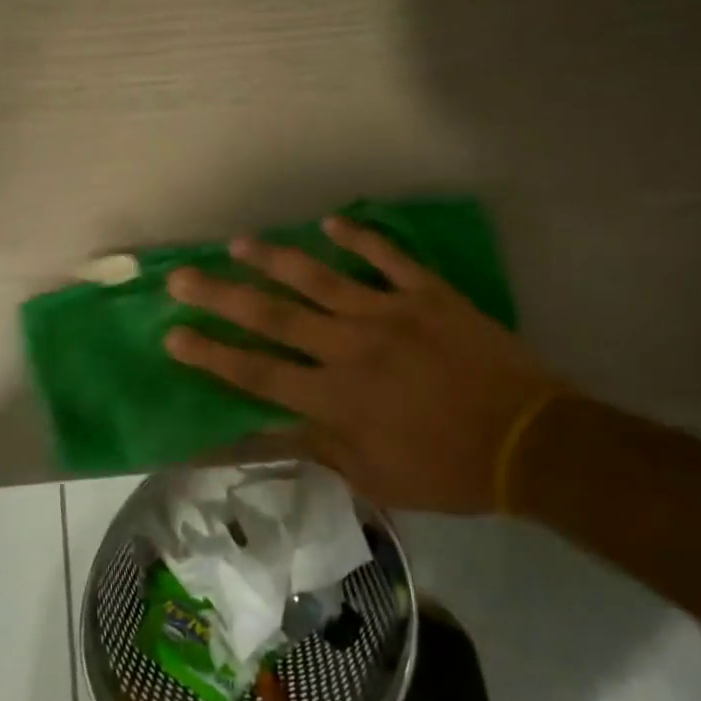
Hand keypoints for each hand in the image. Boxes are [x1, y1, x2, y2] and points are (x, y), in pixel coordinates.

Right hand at [163, 217, 564, 513]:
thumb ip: (313, 450)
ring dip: (276, 259)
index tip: (174, 336)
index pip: (258, 373)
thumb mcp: (372, 477)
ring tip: (239, 243)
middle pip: (275, 318)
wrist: (527, 441)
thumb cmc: (447, 468)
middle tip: (182, 277)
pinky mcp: (427, 294)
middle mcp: (351, 348)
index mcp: (337, 398)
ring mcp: (390, 313)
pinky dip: (360, 237)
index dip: (212, 355)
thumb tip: (257, 440)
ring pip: (321, 278)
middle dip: (223, 297)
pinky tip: (332, 222)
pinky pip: (388, 257)